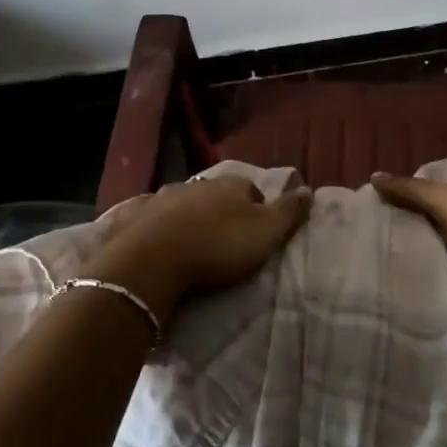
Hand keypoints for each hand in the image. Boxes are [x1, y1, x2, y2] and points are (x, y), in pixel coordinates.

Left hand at [94, 177, 311, 326]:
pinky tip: (162, 246)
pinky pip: (154, 220)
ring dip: (191, 220)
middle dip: (222, 213)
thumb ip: (289, 212)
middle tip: (226, 242)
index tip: (258, 234)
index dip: (258, 210)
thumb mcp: (265, 233)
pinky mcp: (137, 218)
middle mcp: (196, 183)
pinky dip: (161, 229)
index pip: (252, 190)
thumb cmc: (217, 246)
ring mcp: (163, 198)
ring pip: (185, 205)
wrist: (151, 262)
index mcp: (230, 184)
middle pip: (216, 196)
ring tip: (195, 247)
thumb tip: (308, 189)